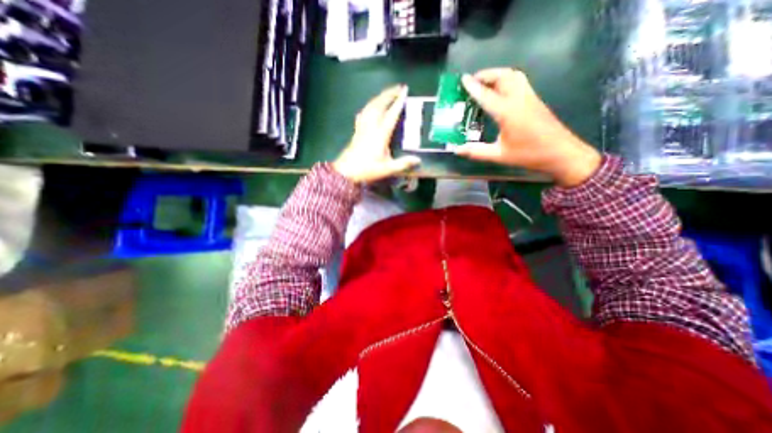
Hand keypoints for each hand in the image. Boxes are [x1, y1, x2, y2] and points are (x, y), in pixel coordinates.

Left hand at [334, 84, 421, 182]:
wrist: (346, 172)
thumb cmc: (367, 170)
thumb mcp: (387, 169)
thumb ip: (403, 163)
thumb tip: (418, 160)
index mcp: (380, 135)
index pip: (391, 114)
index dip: (398, 102)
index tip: (404, 91)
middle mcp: (371, 127)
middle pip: (379, 105)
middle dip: (389, 94)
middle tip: (398, 87)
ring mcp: (362, 127)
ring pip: (370, 107)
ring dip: (379, 97)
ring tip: (387, 93)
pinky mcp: (357, 130)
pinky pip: (363, 113)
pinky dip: (369, 106)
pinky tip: (371, 106)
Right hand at [457, 67, 601, 184]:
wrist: (561, 153)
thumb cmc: (529, 154)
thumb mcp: (499, 155)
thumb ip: (476, 152)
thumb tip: (456, 150)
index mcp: (507, 112)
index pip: (486, 95)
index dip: (473, 87)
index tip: (463, 79)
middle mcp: (519, 99)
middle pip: (503, 76)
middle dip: (486, 75)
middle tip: (472, 81)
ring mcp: (529, 97)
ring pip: (513, 75)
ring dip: (497, 74)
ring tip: (485, 83)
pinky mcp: (535, 100)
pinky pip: (519, 82)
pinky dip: (507, 79)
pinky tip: (500, 91)